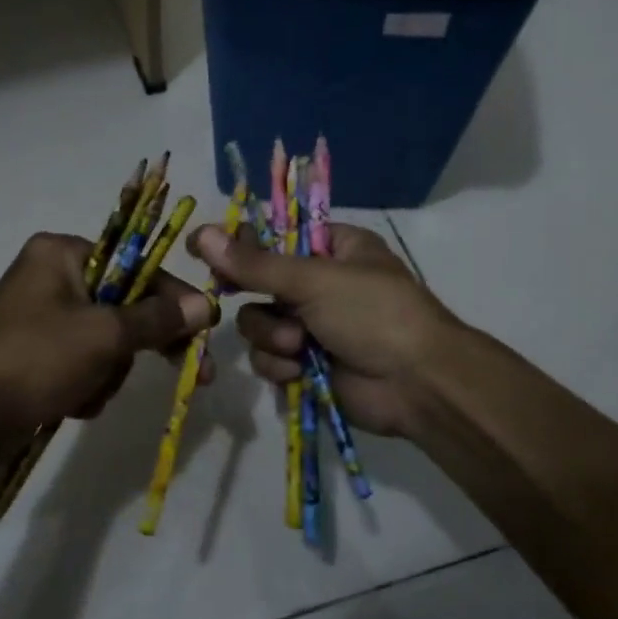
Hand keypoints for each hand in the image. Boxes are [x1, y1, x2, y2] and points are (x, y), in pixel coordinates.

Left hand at [0, 232, 215, 468]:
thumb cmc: (33, 359)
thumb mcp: (103, 336)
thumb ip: (157, 320)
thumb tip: (206, 305)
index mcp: (62, 254)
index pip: (137, 267)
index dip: (175, 300)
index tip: (206, 329)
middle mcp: (51, 277)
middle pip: (124, 307)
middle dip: (137, 347)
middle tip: (192, 373)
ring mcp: (41, 319)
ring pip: (106, 343)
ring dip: (107, 374)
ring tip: (86, 393)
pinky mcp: (35, 356)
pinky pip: (82, 365)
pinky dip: (85, 387)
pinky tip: (70, 405)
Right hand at [188, 222, 461, 438]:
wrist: (417, 384)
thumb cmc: (373, 313)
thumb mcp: (314, 280)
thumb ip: (254, 263)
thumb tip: (200, 233)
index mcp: (333, 248)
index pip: (274, 235)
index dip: (240, 242)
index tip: (206, 249)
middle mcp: (319, 283)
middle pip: (258, 283)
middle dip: (260, 301)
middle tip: (243, 298)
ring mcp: (312, 326)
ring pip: (258, 323)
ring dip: (271, 336)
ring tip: (298, 347)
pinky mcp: (305, 364)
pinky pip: (269, 358)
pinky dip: (279, 365)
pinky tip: (298, 371)